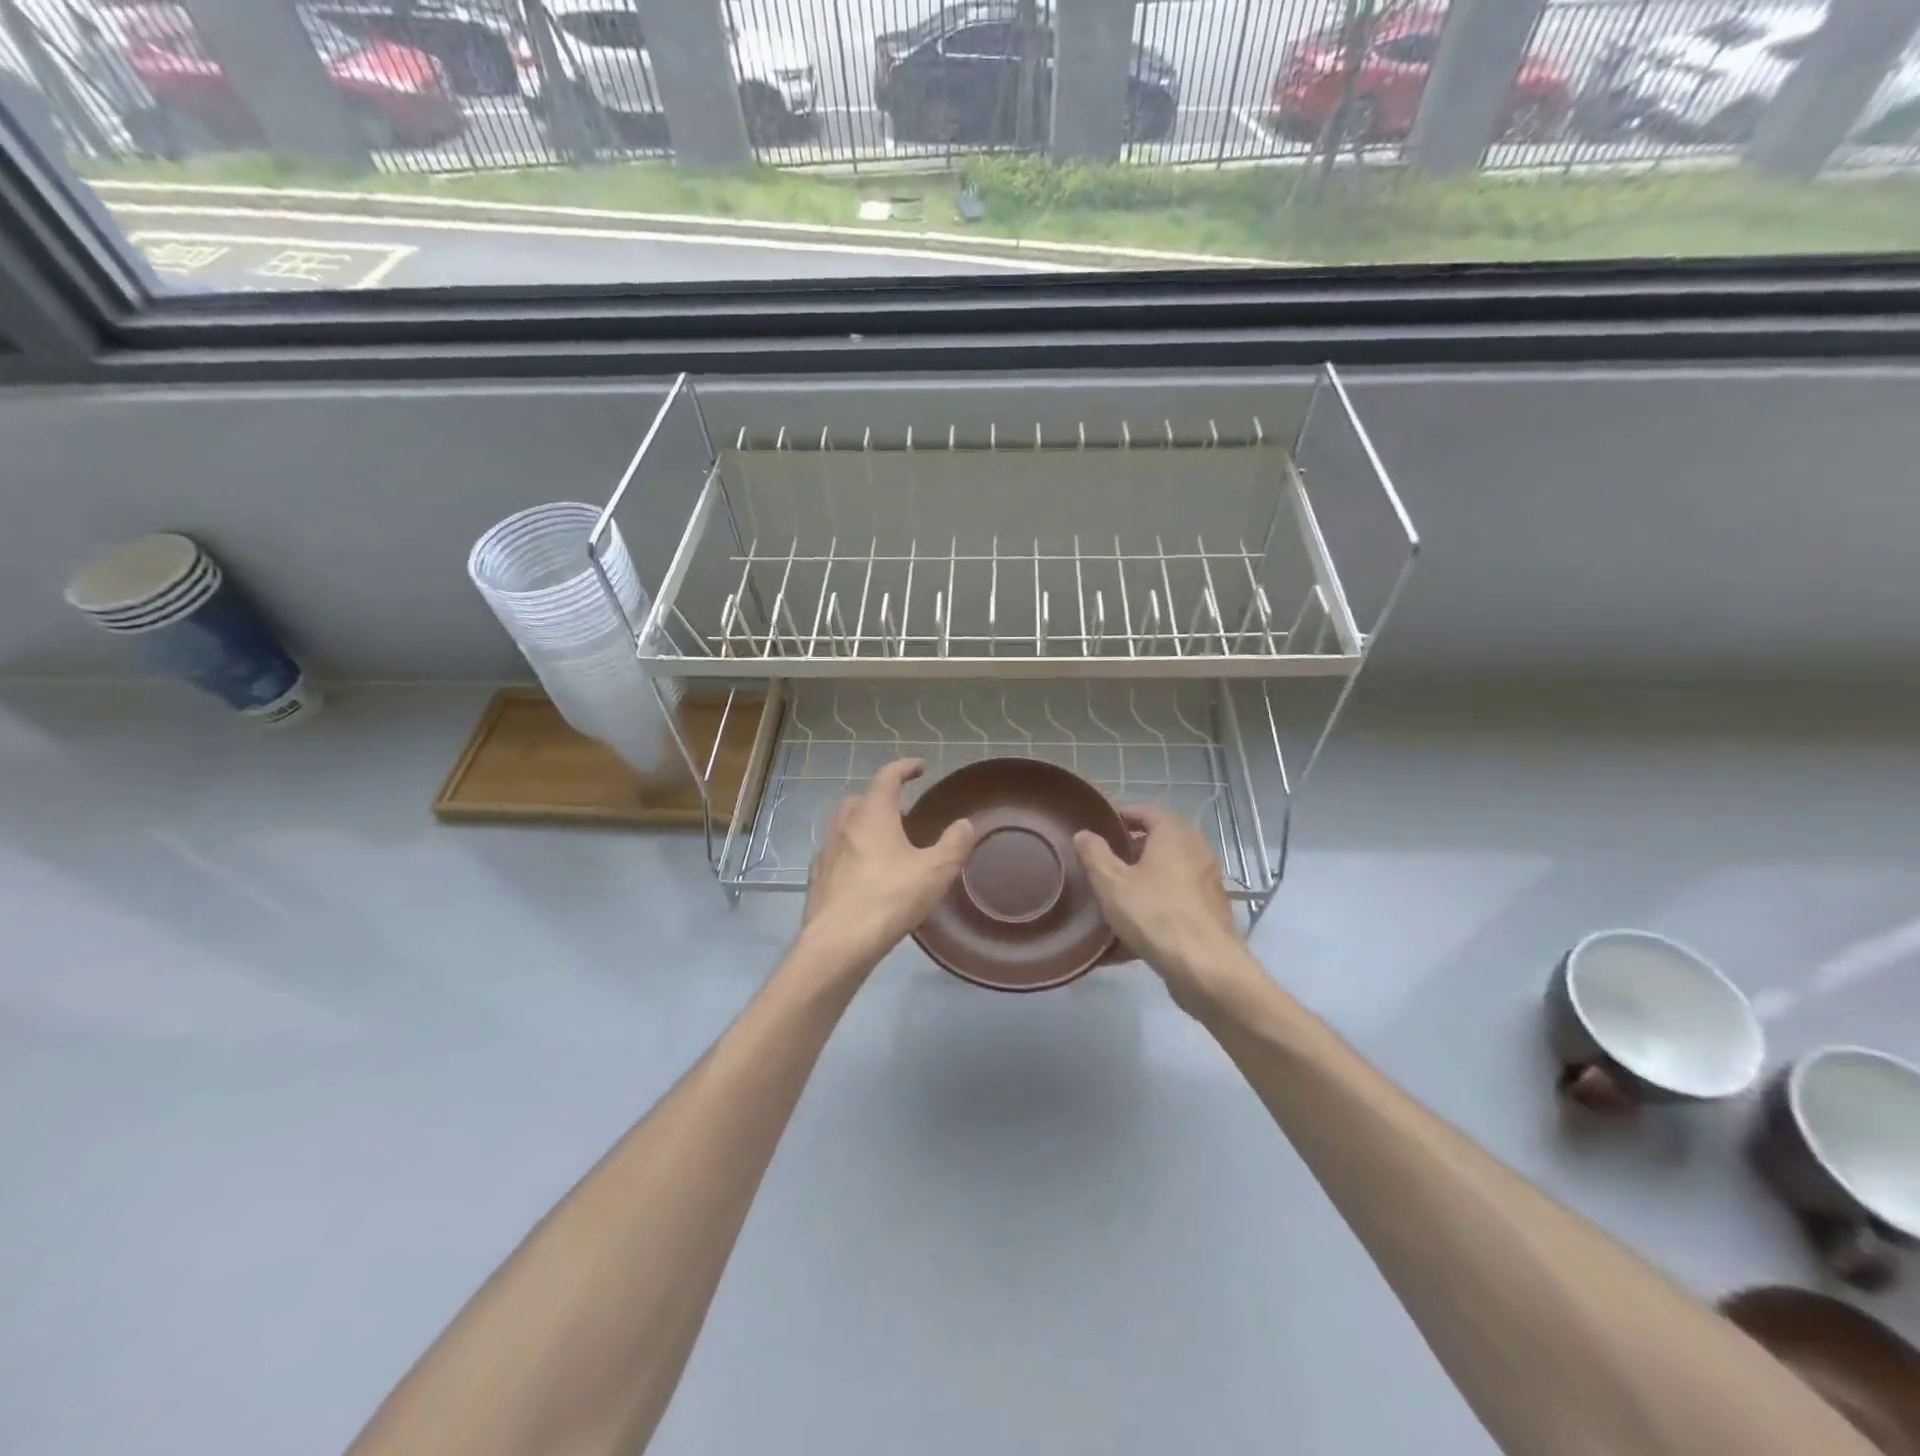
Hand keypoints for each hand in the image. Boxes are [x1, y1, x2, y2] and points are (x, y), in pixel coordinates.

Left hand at [800, 759, 975, 975]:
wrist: (837, 943)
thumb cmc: (889, 898)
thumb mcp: (936, 870)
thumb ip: (954, 843)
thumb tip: (964, 824)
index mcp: (873, 813)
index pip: (888, 776)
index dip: (905, 768)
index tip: (920, 767)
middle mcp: (845, 824)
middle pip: (863, 798)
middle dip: (883, 798)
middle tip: (904, 811)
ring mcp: (827, 851)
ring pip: (846, 825)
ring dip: (865, 824)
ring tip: (886, 842)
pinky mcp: (818, 877)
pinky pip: (837, 853)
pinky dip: (852, 851)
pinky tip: (865, 873)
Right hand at [1074, 805, 1259, 1014]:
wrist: (1206, 967)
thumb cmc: (1154, 914)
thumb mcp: (1112, 883)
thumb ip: (1094, 854)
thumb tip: (1085, 834)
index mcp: (1174, 834)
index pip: (1147, 811)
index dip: (1123, 814)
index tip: (1101, 824)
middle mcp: (1197, 850)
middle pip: (1161, 840)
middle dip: (1133, 847)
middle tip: (1105, 859)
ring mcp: (1208, 881)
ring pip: (1170, 870)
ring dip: (1146, 877)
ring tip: (1117, 892)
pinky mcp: (1211, 911)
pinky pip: (1177, 898)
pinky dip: (1157, 902)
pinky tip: (1136, 926)